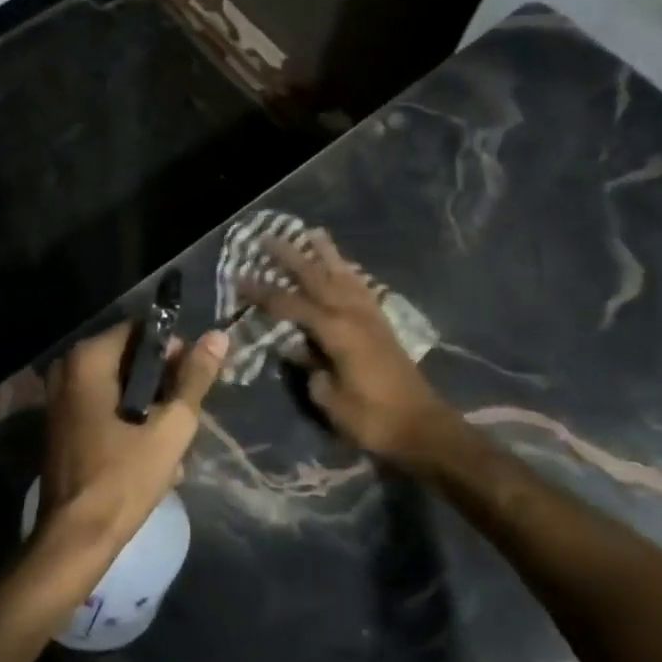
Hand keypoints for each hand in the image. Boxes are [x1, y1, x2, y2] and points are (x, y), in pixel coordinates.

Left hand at [35, 322, 228, 567]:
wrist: (76, 539)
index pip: (141, 332)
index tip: (193, 381)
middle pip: (130, 359)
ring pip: (120, 386)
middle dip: (163, 384)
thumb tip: (218, 337)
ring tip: (174, 440)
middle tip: (186, 414)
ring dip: (150, 408)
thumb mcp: (170, 427)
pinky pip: (105, 407)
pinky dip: (130, 421)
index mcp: (87, 360)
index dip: (174, 351)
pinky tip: (154, 453)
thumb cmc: (123, 479)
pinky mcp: (63, 424)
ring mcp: (60, 398)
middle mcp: (67, 369)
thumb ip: (194, 379)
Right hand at [244, 232, 457, 460]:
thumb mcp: (329, 398)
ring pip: (344, 275)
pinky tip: (344, 268)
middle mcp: (353, 314)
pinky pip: (362, 288)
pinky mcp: (383, 325)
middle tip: (268, 237)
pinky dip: (349, 273)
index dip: (262, 292)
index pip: (290, 304)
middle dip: (291, 256)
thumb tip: (296, 348)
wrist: (422, 428)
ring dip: (326, 254)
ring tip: (313, 233)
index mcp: (335, 330)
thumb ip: (309, 367)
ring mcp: (371, 316)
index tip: (239, 279)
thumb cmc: (371, 418)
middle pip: (317, 277)